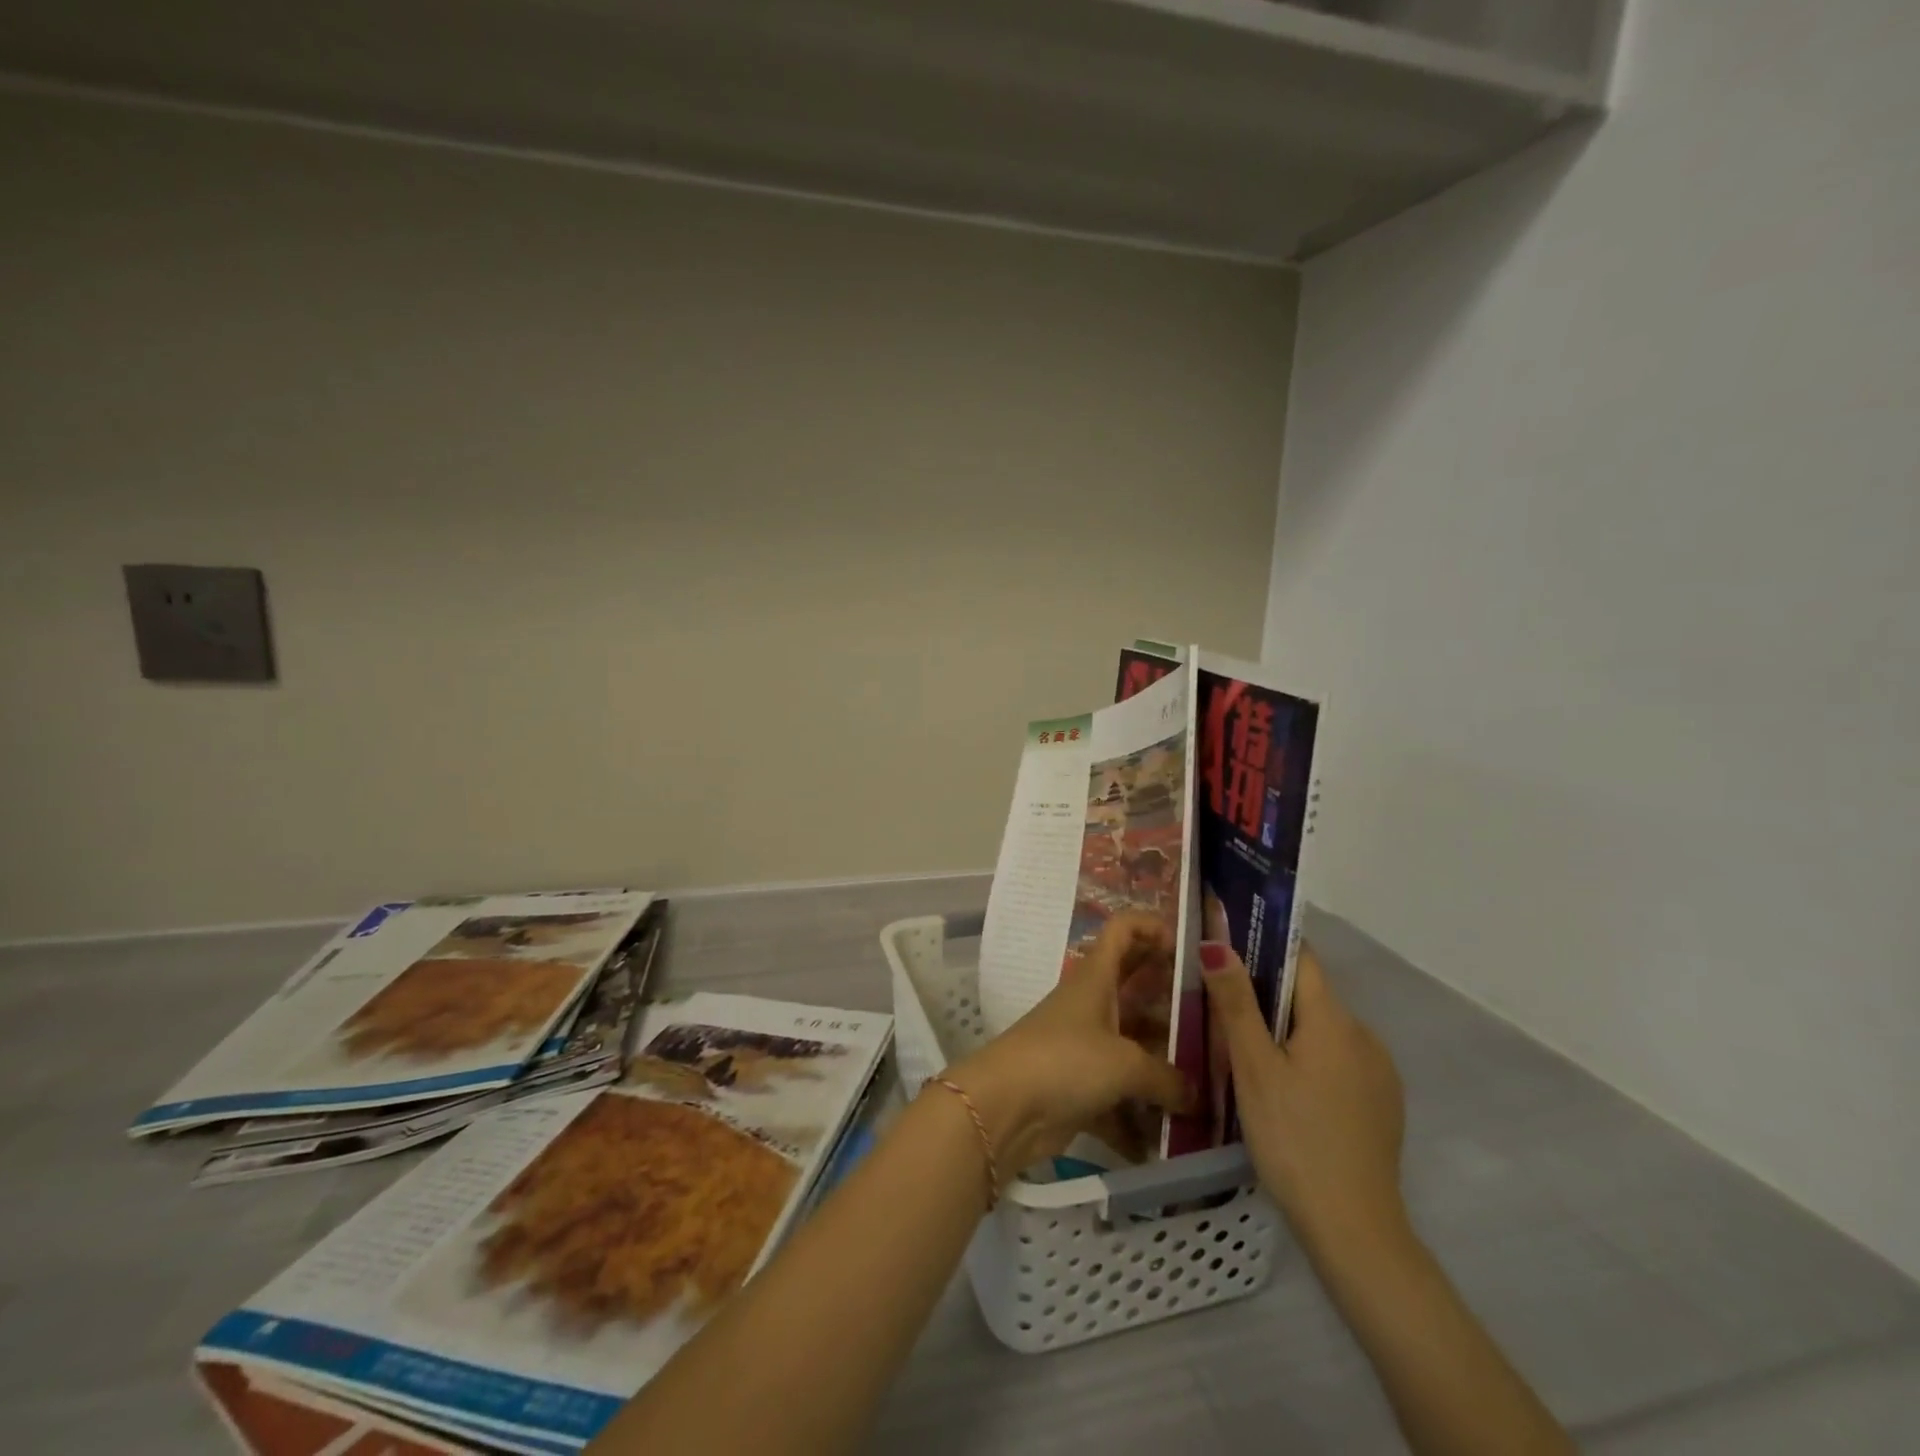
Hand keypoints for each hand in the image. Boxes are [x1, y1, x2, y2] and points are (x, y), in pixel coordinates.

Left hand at [944, 911, 1192, 1173]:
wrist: (1003, 1109)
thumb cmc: (1065, 1062)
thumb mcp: (1126, 1064)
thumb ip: (1168, 1078)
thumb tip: (1195, 1095)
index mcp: (1096, 978)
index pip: (1123, 930)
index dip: (1153, 927)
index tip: (1189, 948)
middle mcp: (1090, 1005)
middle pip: (1135, 988)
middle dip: (1172, 1002)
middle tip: (1216, 1022)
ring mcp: (1082, 1047)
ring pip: (1132, 1047)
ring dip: (1163, 1068)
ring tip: (1210, 1089)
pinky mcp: (1076, 1089)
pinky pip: (1118, 1098)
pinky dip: (1139, 1119)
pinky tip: (1173, 1145)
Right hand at [1203, 941, 1407, 1260]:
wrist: (1353, 1229)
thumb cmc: (1293, 1138)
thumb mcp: (1253, 1067)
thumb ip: (1236, 1001)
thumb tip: (1216, 942)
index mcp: (1334, 1019)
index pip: (1301, 958)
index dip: (1264, 946)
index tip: (1228, 949)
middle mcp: (1364, 1035)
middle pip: (1310, 996)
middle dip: (1268, 996)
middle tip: (1223, 1014)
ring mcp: (1379, 1072)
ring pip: (1324, 1030)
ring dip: (1289, 1031)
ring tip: (1248, 1056)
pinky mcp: (1382, 1103)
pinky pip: (1339, 1060)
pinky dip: (1310, 1060)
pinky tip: (1286, 1092)